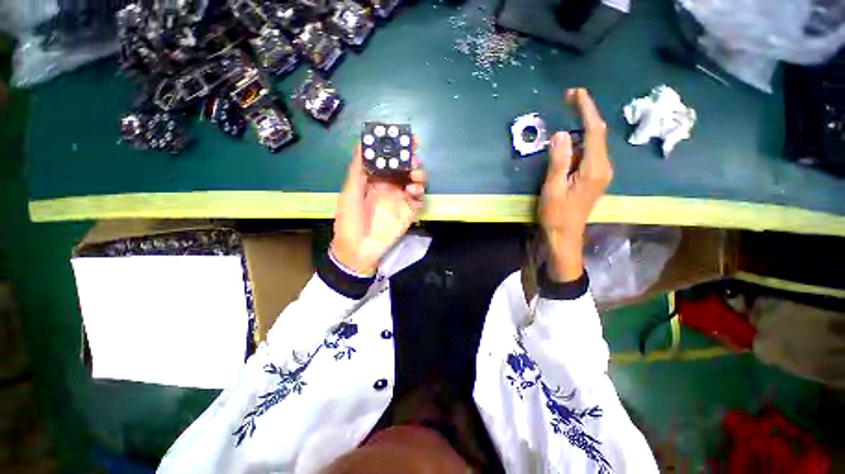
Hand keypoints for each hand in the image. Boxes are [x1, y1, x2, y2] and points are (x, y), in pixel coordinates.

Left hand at [330, 143, 426, 274]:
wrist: (358, 249)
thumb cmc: (350, 220)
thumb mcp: (349, 193)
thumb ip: (357, 170)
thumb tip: (361, 143)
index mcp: (376, 180)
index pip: (390, 160)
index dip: (398, 148)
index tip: (406, 138)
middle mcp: (390, 187)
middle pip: (406, 169)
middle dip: (412, 160)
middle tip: (413, 159)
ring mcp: (401, 200)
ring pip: (416, 182)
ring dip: (419, 176)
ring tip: (415, 177)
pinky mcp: (409, 213)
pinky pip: (419, 200)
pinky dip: (420, 194)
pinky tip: (413, 195)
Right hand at [539, 88, 612, 281]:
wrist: (565, 235)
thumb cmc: (556, 214)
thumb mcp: (553, 188)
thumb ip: (558, 161)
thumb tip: (559, 133)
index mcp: (594, 168)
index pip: (595, 130)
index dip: (586, 109)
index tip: (576, 93)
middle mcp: (603, 167)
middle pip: (598, 133)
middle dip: (585, 114)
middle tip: (569, 99)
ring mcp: (601, 173)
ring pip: (595, 142)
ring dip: (582, 127)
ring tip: (567, 115)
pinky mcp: (594, 178)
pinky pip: (590, 153)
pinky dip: (581, 141)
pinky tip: (569, 141)